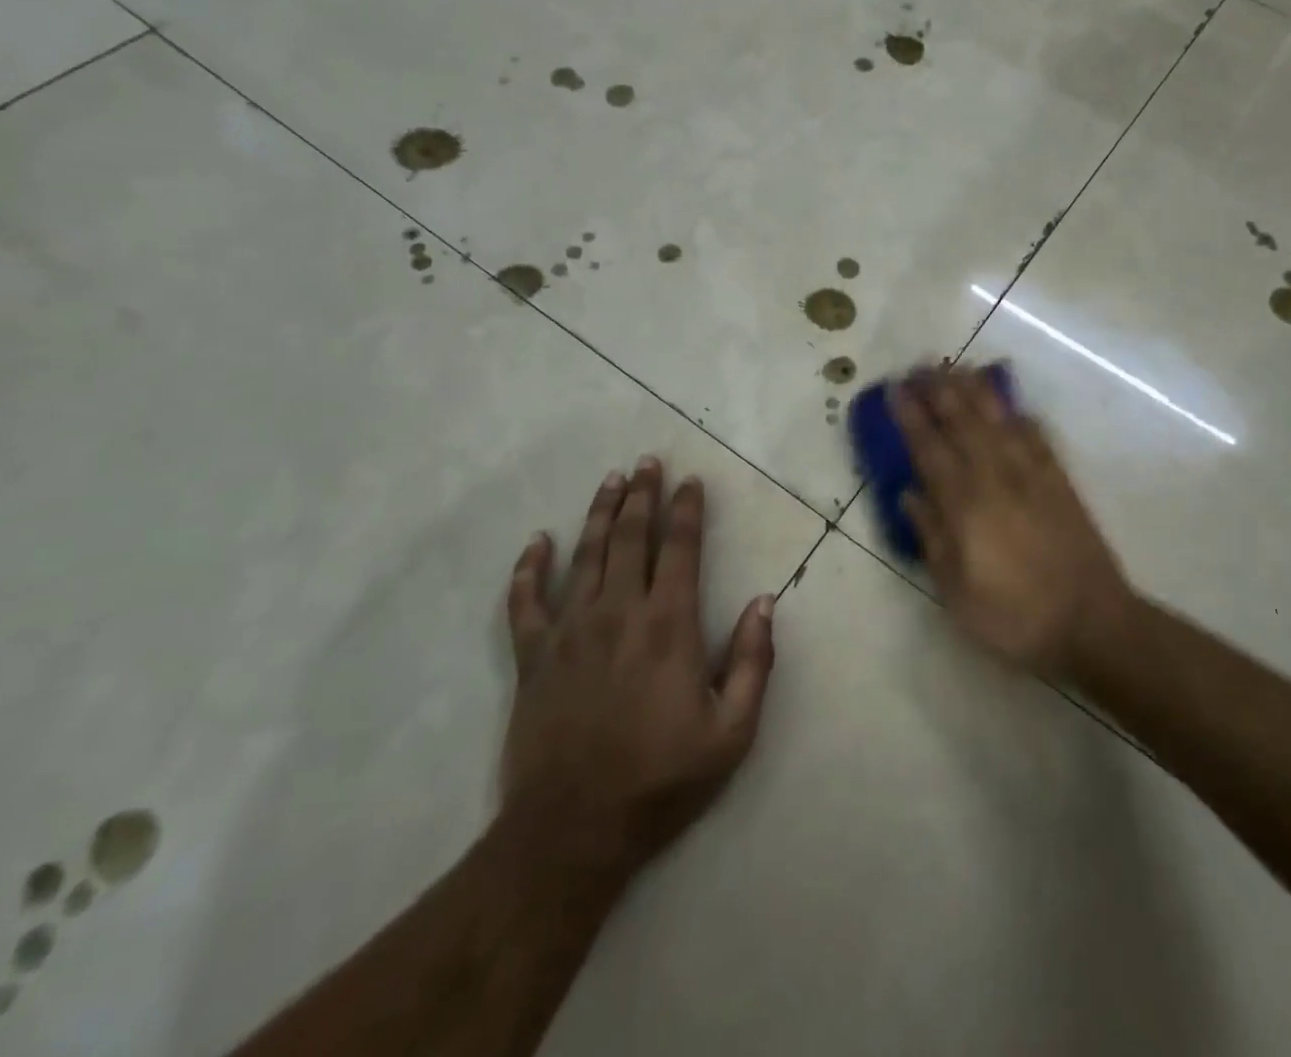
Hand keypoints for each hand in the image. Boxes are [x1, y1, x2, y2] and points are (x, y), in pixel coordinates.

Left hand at [499, 457, 776, 882]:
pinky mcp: (533, 656)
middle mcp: (619, 612)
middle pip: (632, 537)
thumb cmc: (661, 779)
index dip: (687, 510)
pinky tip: (537, 542)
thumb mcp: (732, 731)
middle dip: (642, 495)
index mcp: (669, 625)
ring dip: (600, 513)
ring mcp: (570, 630)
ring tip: (611, 480)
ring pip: (585, 554)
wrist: (573, 829)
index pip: (681, 548)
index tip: (690, 481)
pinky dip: (529, 567)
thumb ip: (754, 662)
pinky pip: (525, 600)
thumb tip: (764, 601)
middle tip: (647, 462)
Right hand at [895, 366, 1132, 678]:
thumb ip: (932, 538)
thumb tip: (909, 494)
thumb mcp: (956, 592)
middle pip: (964, 423)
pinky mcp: (1060, 483)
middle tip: (922, 366)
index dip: (911, 416)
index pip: (930, 449)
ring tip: (960, 368)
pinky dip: (1023, 418)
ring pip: (999, 422)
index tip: (896, 389)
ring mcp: (1032, 476)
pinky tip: (1015, 407)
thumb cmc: (1014, 616)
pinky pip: (1039, 439)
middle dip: (940, 391)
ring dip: (977, 392)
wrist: (1092, 622)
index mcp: (965, 505)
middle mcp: (996, 478)